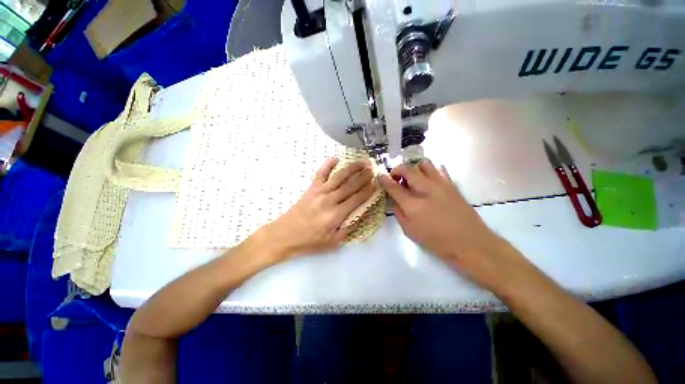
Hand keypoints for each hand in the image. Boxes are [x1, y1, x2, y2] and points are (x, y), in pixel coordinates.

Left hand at [256, 157, 375, 261]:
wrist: (284, 235)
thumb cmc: (309, 241)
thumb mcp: (332, 242)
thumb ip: (348, 229)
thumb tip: (361, 215)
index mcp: (336, 215)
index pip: (357, 199)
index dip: (368, 191)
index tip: (376, 183)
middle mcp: (329, 200)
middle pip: (350, 186)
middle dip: (363, 177)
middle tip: (373, 169)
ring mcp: (319, 192)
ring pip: (339, 177)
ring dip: (352, 168)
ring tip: (362, 162)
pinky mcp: (311, 189)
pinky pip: (320, 174)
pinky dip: (327, 165)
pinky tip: (335, 158)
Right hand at [378, 159, 517, 285]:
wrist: (470, 243)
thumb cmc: (437, 242)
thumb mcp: (410, 232)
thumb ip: (399, 213)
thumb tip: (395, 200)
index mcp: (413, 205)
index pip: (393, 187)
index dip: (384, 179)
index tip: (379, 175)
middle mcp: (425, 190)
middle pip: (408, 169)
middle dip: (397, 169)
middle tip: (395, 176)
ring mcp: (440, 185)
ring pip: (424, 163)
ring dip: (414, 167)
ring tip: (412, 177)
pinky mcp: (452, 185)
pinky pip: (440, 169)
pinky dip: (431, 170)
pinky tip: (428, 179)